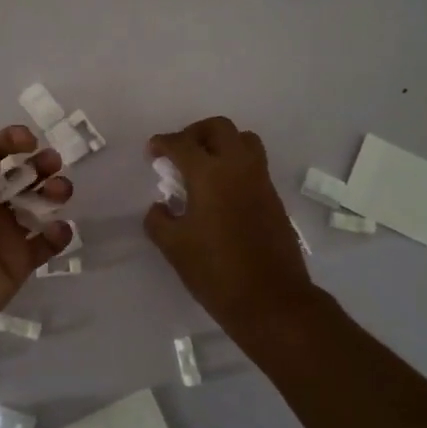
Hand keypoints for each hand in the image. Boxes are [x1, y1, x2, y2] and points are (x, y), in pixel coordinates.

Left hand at [0, 126, 74, 364]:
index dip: (11, 140)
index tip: (30, 141)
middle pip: (22, 174)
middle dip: (41, 162)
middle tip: (51, 163)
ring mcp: (4, 234)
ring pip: (40, 204)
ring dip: (55, 190)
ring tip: (59, 191)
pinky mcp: (19, 262)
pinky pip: (48, 243)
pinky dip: (60, 232)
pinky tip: (56, 229)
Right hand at [144, 116, 315, 331]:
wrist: (271, 300)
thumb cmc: (216, 272)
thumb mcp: (174, 247)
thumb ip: (159, 220)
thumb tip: (161, 206)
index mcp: (210, 174)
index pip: (182, 144)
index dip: (163, 143)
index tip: (152, 153)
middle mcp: (238, 167)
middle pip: (219, 128)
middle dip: (195, 133)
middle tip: (179, 152)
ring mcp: (261, 181)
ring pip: (244, 140)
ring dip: (221, 143)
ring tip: (203, 167)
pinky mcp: (274, 197)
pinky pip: (254, 164)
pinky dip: (236, 164)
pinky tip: (221, 192)